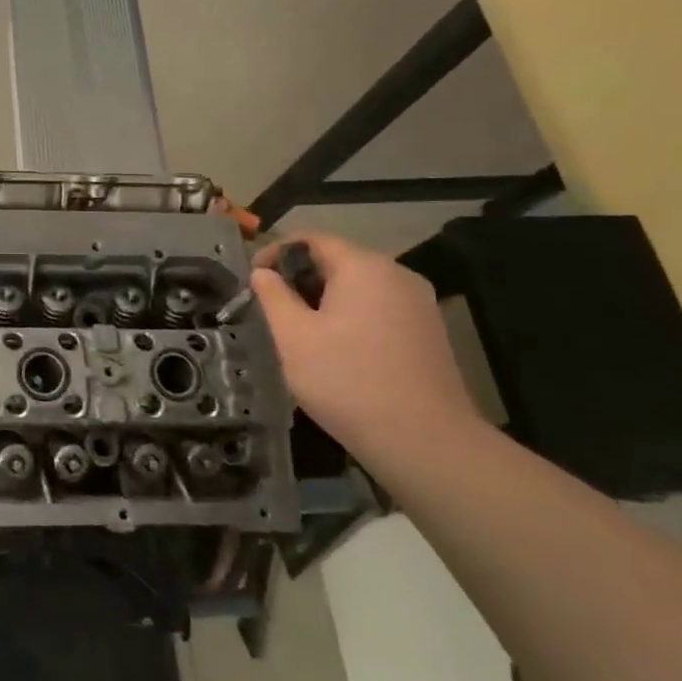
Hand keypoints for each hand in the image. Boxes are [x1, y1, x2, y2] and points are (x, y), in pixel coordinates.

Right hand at [251, 233, 480, 458]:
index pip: (312, 239)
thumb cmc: (347, 381)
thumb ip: (273, 296)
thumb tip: (263, 272)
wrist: (425, 442)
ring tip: (299, 329)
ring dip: (324, 298)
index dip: (276, 251)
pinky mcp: (428, 332)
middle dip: (300, 277)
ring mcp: (418, 304)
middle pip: (338, 260)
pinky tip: (336, 348)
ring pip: (359, 286)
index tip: (253, 277)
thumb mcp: (293, 336)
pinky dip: (350, 315)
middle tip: (272, 307)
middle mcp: (397, 275)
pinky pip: (379, 307)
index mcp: (364, 267)